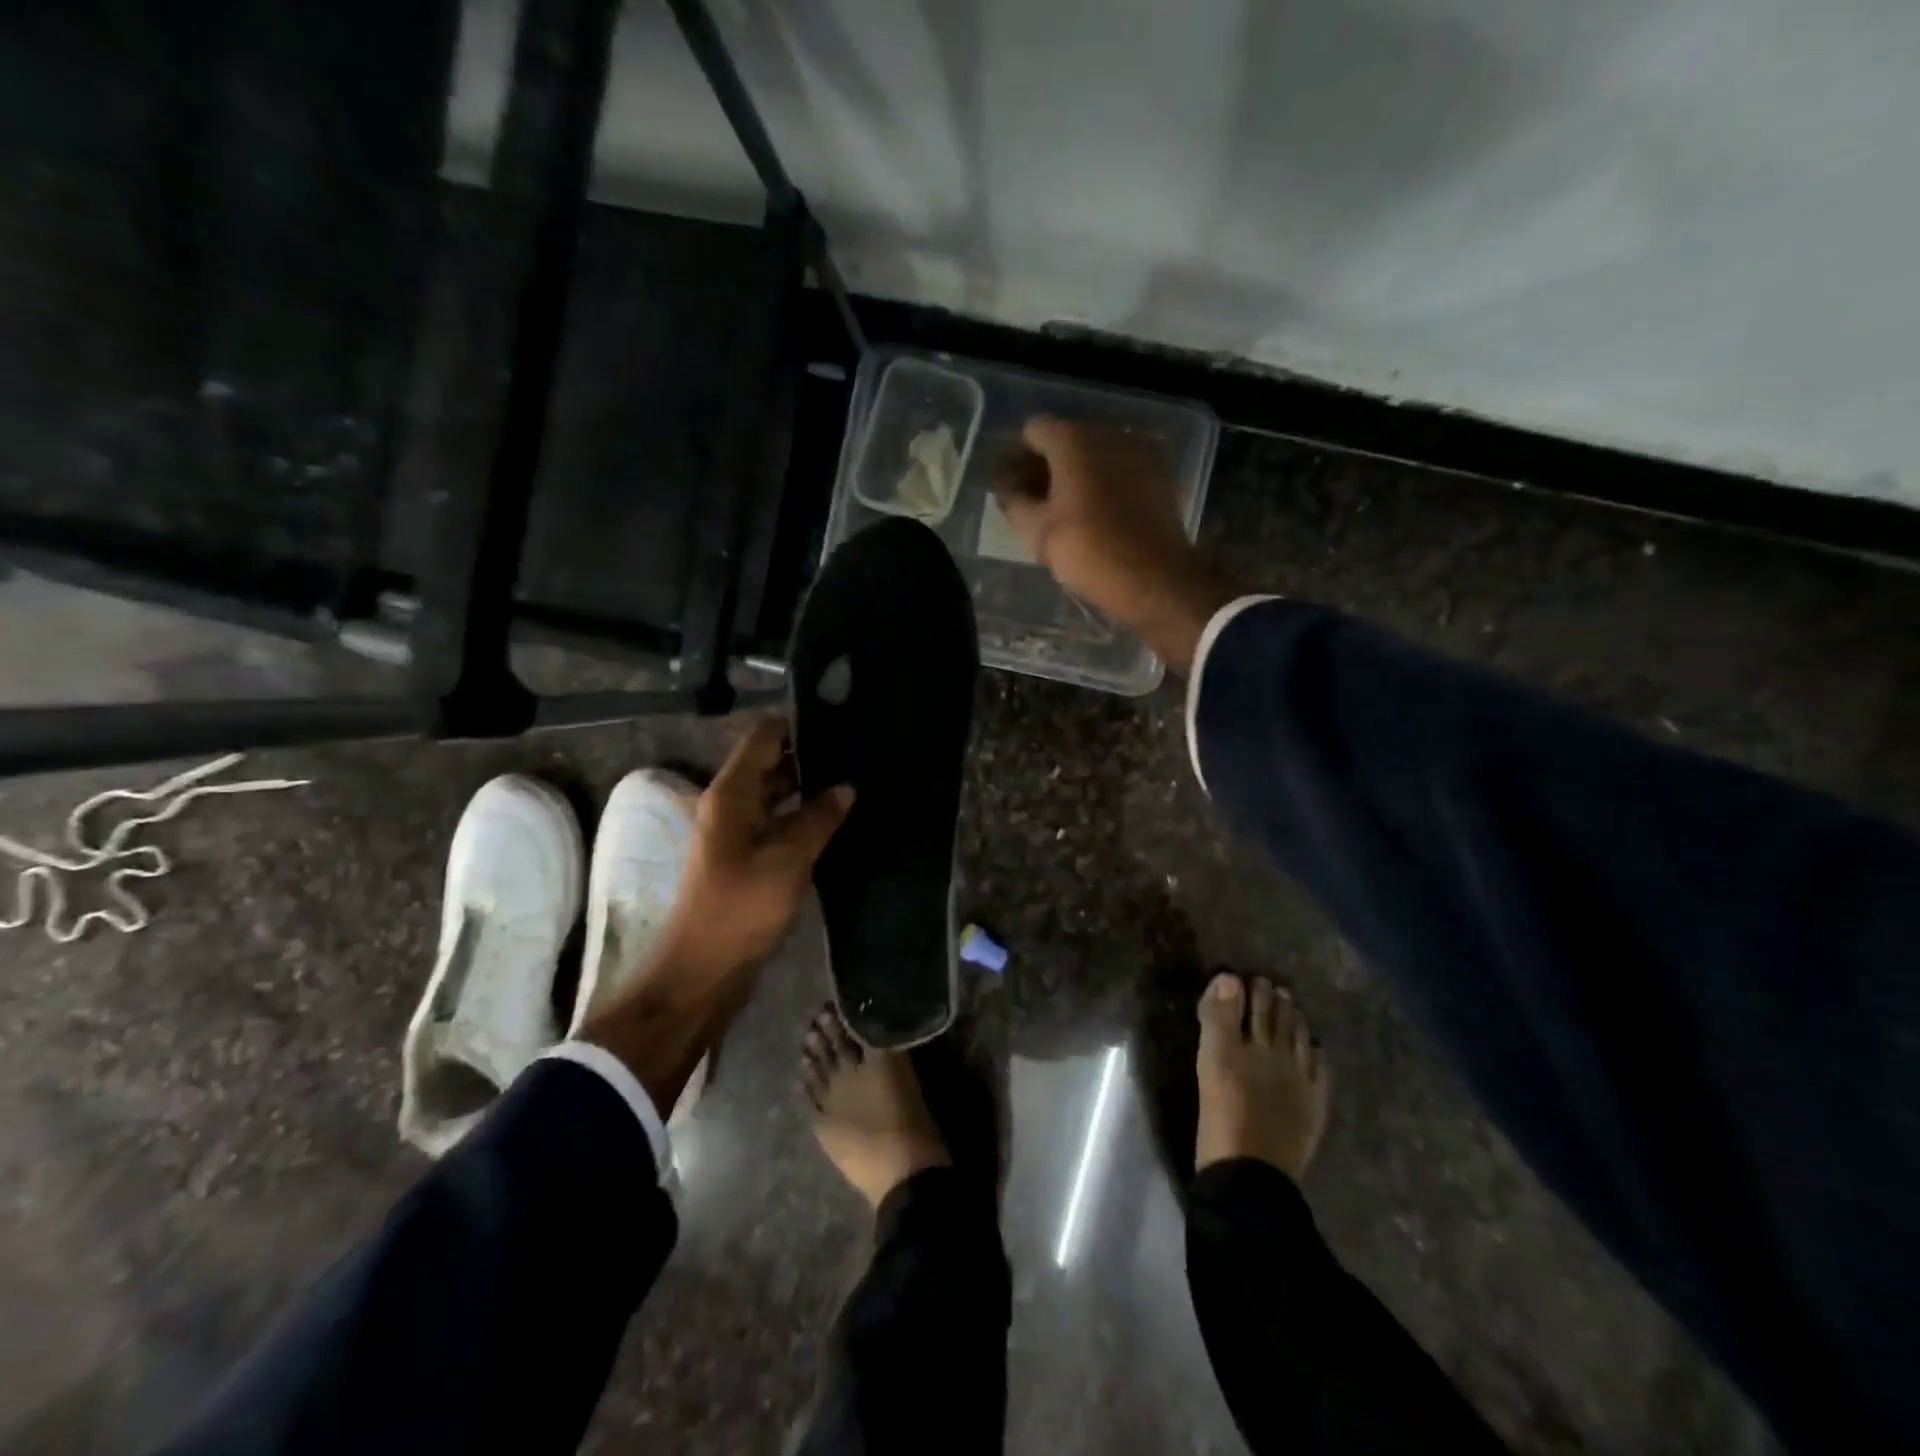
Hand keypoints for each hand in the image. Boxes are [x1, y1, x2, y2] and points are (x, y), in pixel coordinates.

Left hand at [666, 716, 852, 979]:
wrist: (702, 971)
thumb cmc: (740, 909)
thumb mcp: (787, 860)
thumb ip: (818, 819)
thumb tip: (846, 787)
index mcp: (730, 794)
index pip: (764, 737)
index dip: (799, 724)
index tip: (841, 722)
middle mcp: (728, 804)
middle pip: (770, 763)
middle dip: (809, 756)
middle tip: (857, 753)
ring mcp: (735, 832)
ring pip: (774, 794)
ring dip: (808, 788)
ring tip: (854, 781)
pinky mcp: (744, 857)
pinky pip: (776, 822)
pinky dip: (801, 817)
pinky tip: (835, 820)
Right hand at [993, 417, 1234, 673]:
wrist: (1153, 577)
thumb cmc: (1087, 550)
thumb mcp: (1035, 531)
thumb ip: (1013, 500)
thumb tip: (1007, 486)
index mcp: (1072, 440)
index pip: (1033, 431)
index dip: (1018, 457)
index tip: (1014, 487)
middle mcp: (1108, 432)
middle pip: (1067, 438)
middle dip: (1049, 465)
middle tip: (1037, 501)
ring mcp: (1140, 451)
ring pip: (1097, 454)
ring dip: (1079, 474)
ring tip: (1068, 511)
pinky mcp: (1162, 474)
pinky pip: (1122, 469)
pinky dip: (1107, 483)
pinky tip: (1100, 514)